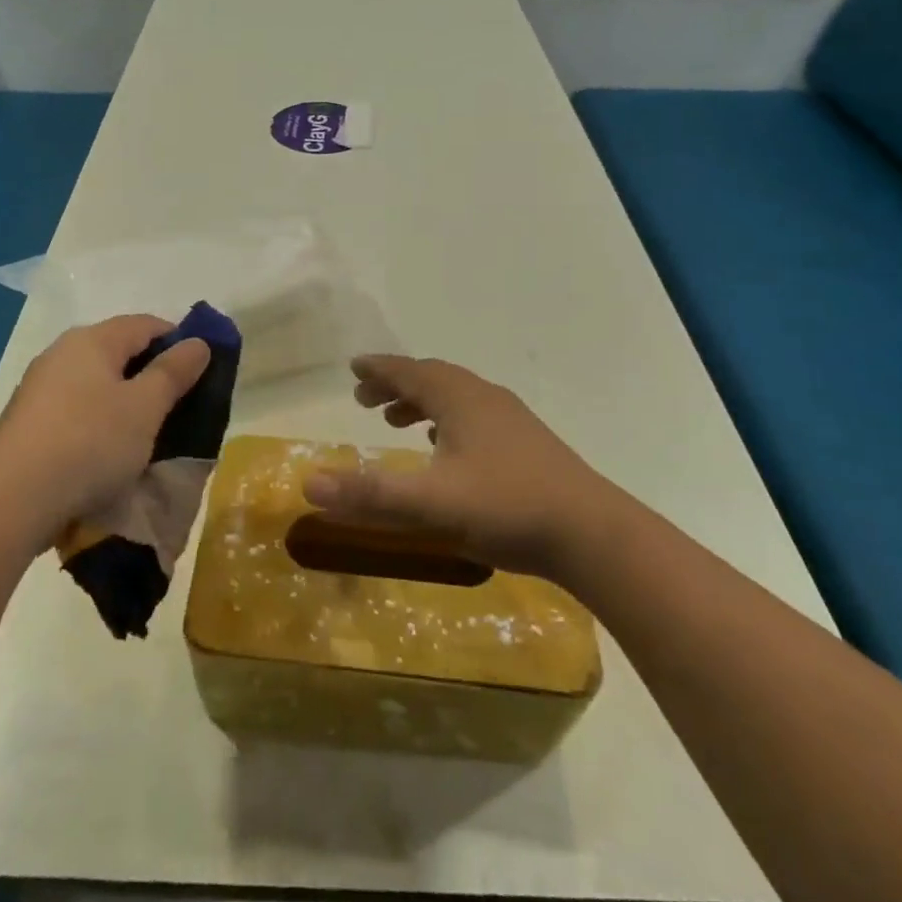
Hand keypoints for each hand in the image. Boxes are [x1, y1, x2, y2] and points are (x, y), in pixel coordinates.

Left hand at [0, 315, 209, 548]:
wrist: (9, 501)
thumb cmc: (89, 442)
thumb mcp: (145, 407)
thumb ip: (174, 372)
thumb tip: (197, 342)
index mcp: (92, 340)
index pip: (147, 324)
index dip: (180, 342)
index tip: (202, 374)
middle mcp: (62, 354)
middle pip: (120, 352)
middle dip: (153, 375)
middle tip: (179, 408)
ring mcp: (40, 389)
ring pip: (98, 384)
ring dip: (126, 403)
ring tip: (147, 436)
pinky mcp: (28, 423)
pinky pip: (78, 411)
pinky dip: (100, 423)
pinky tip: (108, 453)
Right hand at [303, 355, 610, 580]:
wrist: (592, 533)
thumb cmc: (507, 508)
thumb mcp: (430, 504)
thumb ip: (370, 494)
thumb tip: (309, 484)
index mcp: (460, 399)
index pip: (409, 371)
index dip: (378, 369)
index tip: (354, 367)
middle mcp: (484, 398)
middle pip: (432, 379)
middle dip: (396, 385)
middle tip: (366, 400)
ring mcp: (511, 420)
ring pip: (456, 397)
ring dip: (422, 402)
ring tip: (398, 422)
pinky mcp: (527, 444)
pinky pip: (475, 417)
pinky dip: (449, 421)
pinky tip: (447, 448)